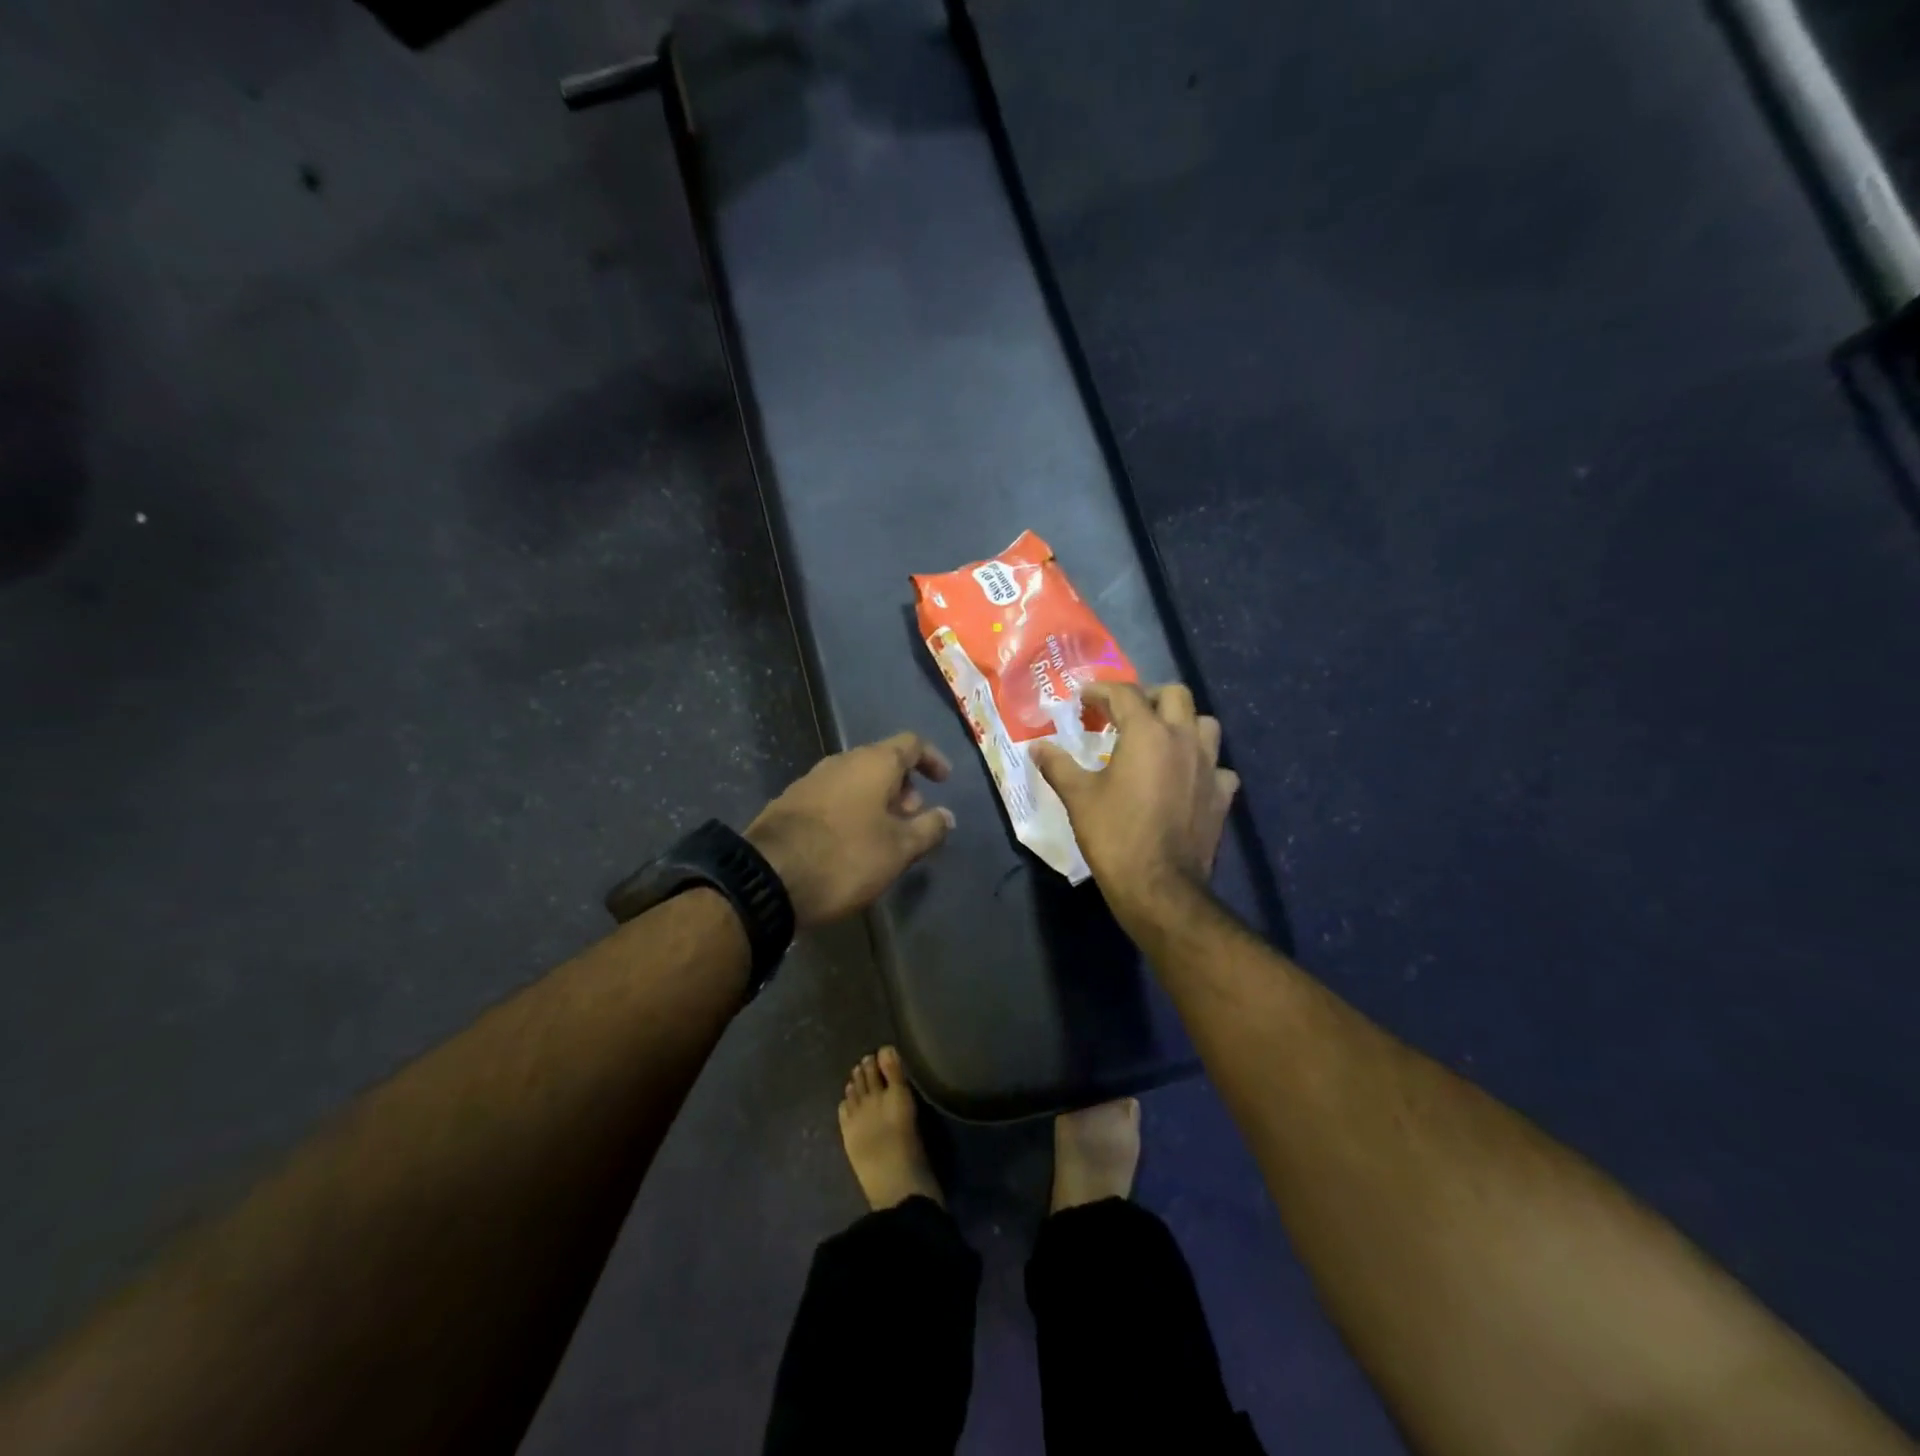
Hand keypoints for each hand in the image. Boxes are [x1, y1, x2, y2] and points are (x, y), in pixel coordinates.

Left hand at [745, 732, 955, 929]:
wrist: (768, 877)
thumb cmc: (845, 857)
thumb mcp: (898, 849)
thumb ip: (928, 829)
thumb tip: (946, 816)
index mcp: (873, 763)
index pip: (911, 744)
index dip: (932, 759)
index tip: (944, 781)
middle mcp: (841, 761)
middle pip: (882, 762)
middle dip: (904, 787)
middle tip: (914, 820)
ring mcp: (811, 780)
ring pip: (856, 781)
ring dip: (877, 801)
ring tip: (886, 836)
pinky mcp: (790, 802)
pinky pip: (833, 797)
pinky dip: (852, 811)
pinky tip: (851, 843)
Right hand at [1033, 683, 1238, 929]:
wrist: (1159, 887)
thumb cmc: (1114, 836)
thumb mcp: (1078, 798)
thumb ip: (1058, 765)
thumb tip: (1037, 747)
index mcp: (1147, 733)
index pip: (1125, 694)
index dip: (1101, 691)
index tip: (1083, 699)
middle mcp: (1183, 740)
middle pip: (1175, 695)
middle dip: (1148, 697)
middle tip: (1125, 715)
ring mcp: (1209, 767)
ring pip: (1205, 724)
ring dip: (1182, 724)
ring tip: (1159, 740)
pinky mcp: (1222, 795)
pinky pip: (1217, 766)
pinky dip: (1202, 765)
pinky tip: (1186, 779)